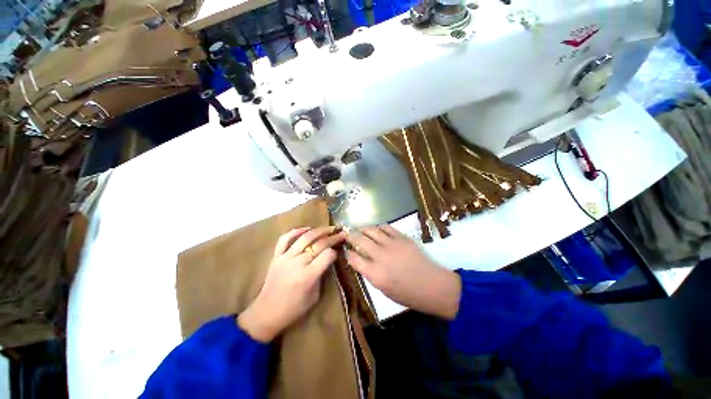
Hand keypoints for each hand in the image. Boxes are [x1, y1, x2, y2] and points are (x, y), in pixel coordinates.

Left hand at [238, 226, 345, 341]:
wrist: (266, 313)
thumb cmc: (294, 309)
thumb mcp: (315, 296)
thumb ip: (322, 275)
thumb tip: (328, 260)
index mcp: (308, 276)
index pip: (327, 255)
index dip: (335, 252)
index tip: (338, 251)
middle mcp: (298, 263)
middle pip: (319, 244)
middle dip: (333, 237)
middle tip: (341, 233)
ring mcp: (286, 257)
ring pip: (305, 237)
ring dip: (319, 230)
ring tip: (328, 228)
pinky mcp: (276, 256)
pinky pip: (285, 238)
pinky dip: (296, 231)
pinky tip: (306, 229)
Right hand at [346, 225, 460, 319]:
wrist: (431, 285)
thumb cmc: (406, 293)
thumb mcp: (383, 289)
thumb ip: (369, 273)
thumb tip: (360, 260)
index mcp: (374, 273)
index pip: (353, 258)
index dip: (347, 253)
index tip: (346, 250)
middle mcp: (380, 256)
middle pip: (359, 240)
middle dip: (350, 236)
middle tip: (348, 235)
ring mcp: (391, 244)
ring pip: (371, 230)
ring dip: (363, 229)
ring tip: (360, 230)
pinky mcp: (401, 238)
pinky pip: (386, 227)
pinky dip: (378, 227)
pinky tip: (377, 230)